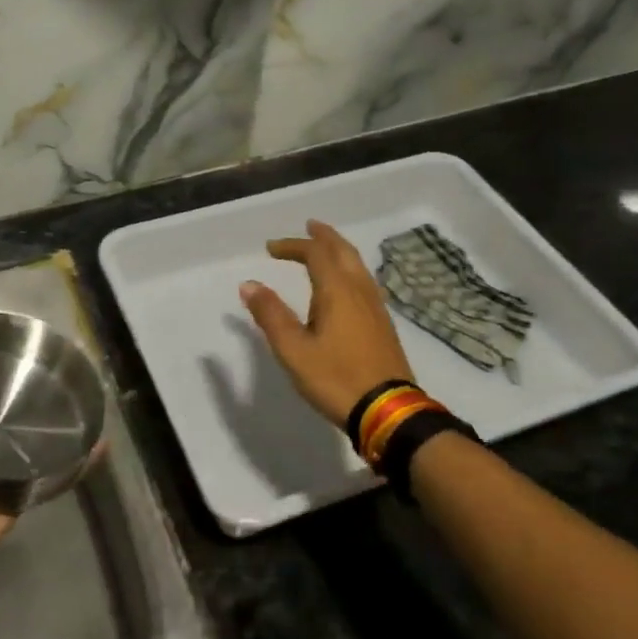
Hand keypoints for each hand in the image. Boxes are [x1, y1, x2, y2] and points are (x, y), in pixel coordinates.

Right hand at [240, 219, 415, 426]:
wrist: (388, 411)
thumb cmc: (336, 378)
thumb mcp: (293, 350)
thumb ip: (271, 315)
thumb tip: (249, 284)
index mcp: (337, 291)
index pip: (315, 254)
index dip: (292, 246)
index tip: (270, 249)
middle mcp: (359, 291)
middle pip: (343, 251)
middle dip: (324, 237)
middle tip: (309, 227)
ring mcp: (376, 307)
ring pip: (357, 266)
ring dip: (339, 251)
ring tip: (325, 249)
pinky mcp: (382, 324)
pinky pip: (364, 282)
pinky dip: (348, 270)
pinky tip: (344, 286)